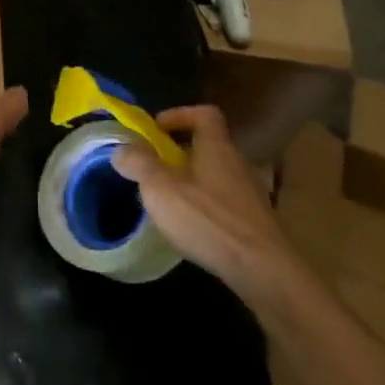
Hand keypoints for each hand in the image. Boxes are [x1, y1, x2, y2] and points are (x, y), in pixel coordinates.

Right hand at [111, 106, 298, 307]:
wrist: (262, 269)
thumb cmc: (208, 219)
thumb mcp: (160, 188)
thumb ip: (139, 164)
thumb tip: (122, 148)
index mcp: (216, 147)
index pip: (204, 114)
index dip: (179, 115)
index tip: (156, 129)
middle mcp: (237, 164)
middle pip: (209, 146)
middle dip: (180, 152)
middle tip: (153, 168)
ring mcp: (250, 194)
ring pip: (216, 175)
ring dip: (191, 181)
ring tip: (167, 200)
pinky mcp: (254, 222)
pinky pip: (225, 202)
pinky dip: (205, 206)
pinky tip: (190, 227)